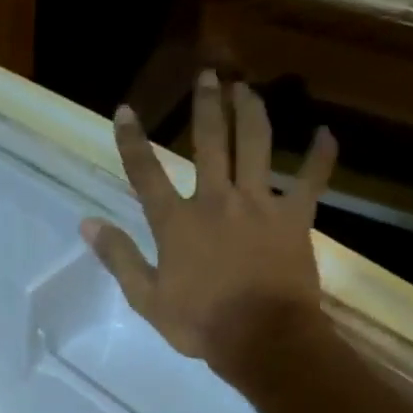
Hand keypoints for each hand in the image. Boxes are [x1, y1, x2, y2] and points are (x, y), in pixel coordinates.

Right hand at [83, 71, 334, 378]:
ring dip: (251, 112)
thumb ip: (118, 257)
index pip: (147, 174)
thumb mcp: (146, 298)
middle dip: (207, 105)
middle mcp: (216, 201)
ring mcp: (259, 205)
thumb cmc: (199, 323)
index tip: (125, 110)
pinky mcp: (294, 217)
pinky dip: (320, 156)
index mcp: (176, 223)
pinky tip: (325, 133)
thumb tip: (87, 223)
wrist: (261, 338)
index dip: (132, 141)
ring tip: (248, 88)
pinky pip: (311, 180)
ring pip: (256, 145)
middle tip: (208, 74)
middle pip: (210, 142)